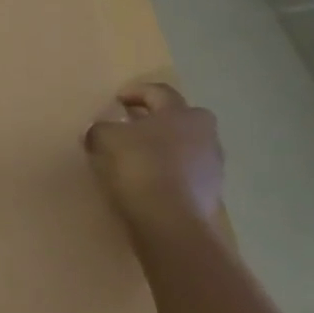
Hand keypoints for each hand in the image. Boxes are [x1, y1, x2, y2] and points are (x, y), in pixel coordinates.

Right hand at [85, 81, 225, 233]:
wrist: (170, 220)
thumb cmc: (140, 165)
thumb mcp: (105, 139)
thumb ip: (102, 128)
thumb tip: (101, 130)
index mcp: (181, 113)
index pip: (158, 92)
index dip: (136, 92)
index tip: (117, 100)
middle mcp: (204, 134)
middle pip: (180, 118)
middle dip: (158, 120)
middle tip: (133, 126)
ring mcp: (212, 165)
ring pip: (185, 146)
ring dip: (165, 147)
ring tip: (138, 156)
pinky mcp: (211, 193)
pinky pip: (186, 173)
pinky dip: (169, 172)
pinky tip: (149, 180)